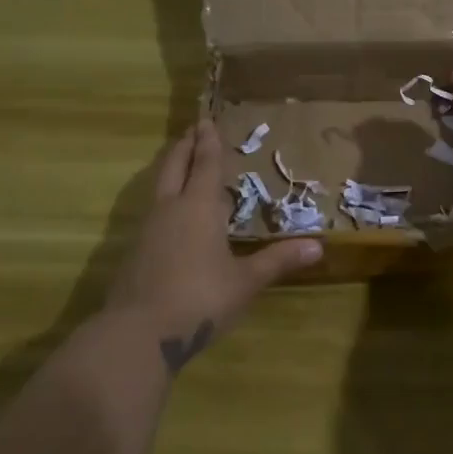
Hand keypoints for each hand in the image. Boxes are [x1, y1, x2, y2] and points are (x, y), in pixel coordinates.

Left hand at [106, 119, 321, 372]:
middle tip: (192, 130)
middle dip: (184, 146)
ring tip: (181, 163)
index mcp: (199, 207)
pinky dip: (164, 197)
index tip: (207, 120)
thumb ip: (278, 260)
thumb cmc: (200, 299)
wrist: (139, 333)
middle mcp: (170, 208)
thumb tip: (318, 246)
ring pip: (159, 186)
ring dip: (170, 169)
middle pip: (174, 165)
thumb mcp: (246, 281)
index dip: (209, 142)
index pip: (206, 164)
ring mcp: (147, 229)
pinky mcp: (134, 250)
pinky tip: (171, 214)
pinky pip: (152, 210)